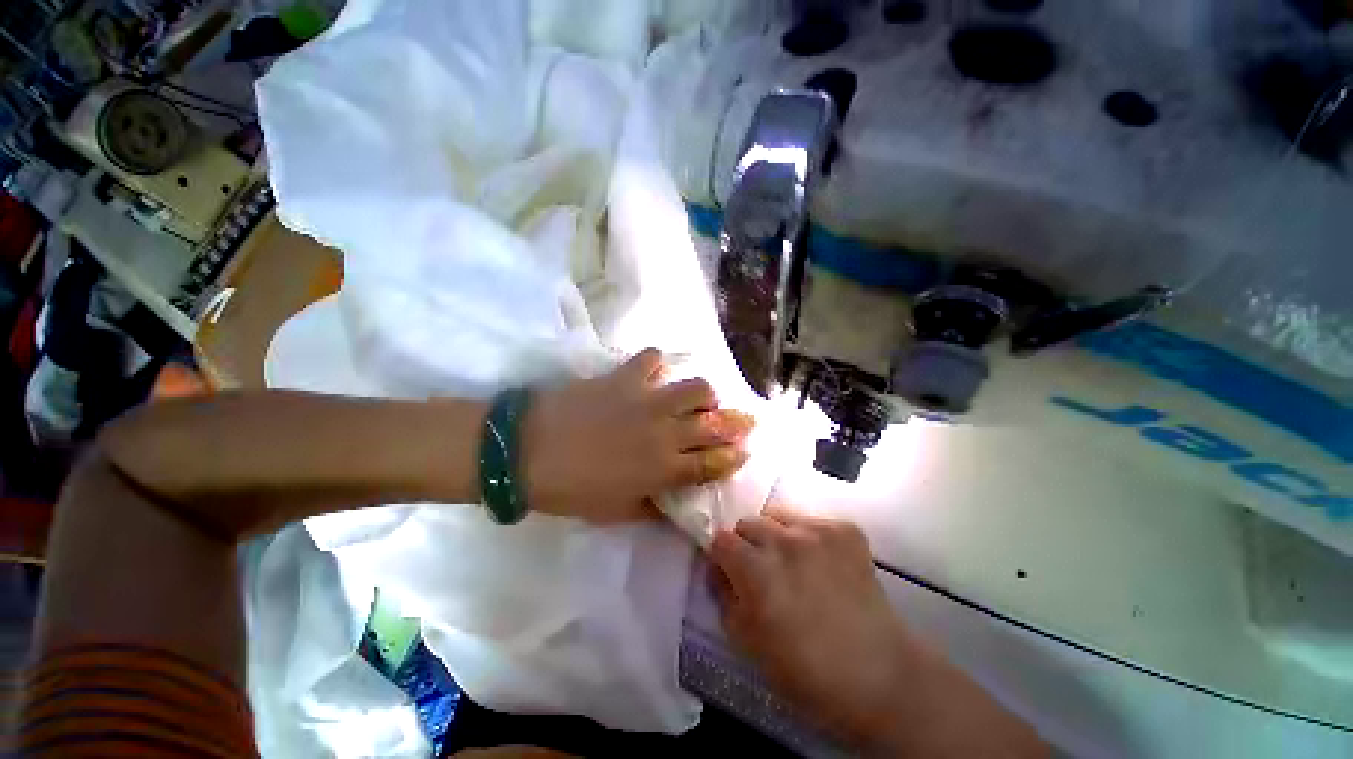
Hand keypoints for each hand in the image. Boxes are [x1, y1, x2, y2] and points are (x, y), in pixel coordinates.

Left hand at [524, 348, 753, 522]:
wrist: (527, 452)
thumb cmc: (572, 490)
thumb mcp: (615, 511)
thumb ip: (651, 505)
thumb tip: (672, 499)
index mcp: (664, 469)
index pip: (713, 463)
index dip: (733, 457)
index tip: (743, 451)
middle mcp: (666, 432)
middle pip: (715, 423)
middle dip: (736, 423)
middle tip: (741, 421)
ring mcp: (647, 400)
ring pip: (696, 387)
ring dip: (704, 393)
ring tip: (697, 397)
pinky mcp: (625, 377)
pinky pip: (651, 358)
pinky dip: (655, 362)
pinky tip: (650, 371)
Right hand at [709, 505, 911, 744]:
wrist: (879, 675)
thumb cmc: (805, 670)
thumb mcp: (747, 643)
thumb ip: (724, 597)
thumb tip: (719, 569)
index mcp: (757, 572)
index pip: (721, 538)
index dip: (723, 557)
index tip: (731, 571)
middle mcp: (784, 541)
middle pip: (748, 522)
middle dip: (748, 544)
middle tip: (764, 571)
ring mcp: (818, 531)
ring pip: (778, 515)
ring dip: (777, 535)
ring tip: (794, 564)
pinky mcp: (846, 529)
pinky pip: (812, 520)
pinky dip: (810, 537)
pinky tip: (823, 564)